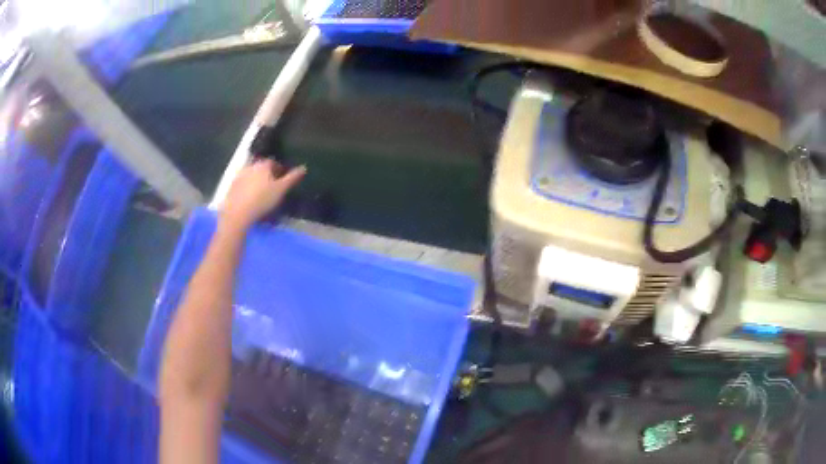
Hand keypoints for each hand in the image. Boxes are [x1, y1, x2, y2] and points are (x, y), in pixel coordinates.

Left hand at [220, 159, 305, 230]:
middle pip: (261, 168)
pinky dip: (247, 189)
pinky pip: (242, 185)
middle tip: (272, 188)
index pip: (273, 162)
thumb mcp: (281, 190)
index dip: (279, 170)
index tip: (283, 180)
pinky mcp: (231, 187)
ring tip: (261, 195)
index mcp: (263, 165)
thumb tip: (303, 167)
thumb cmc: (262, 200)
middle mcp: (250, 166)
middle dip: (267, 175)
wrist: (237, 214)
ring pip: (251, 176)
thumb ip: (292, 178)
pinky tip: (250, 200)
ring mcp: (239, 176)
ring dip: (256, 182)